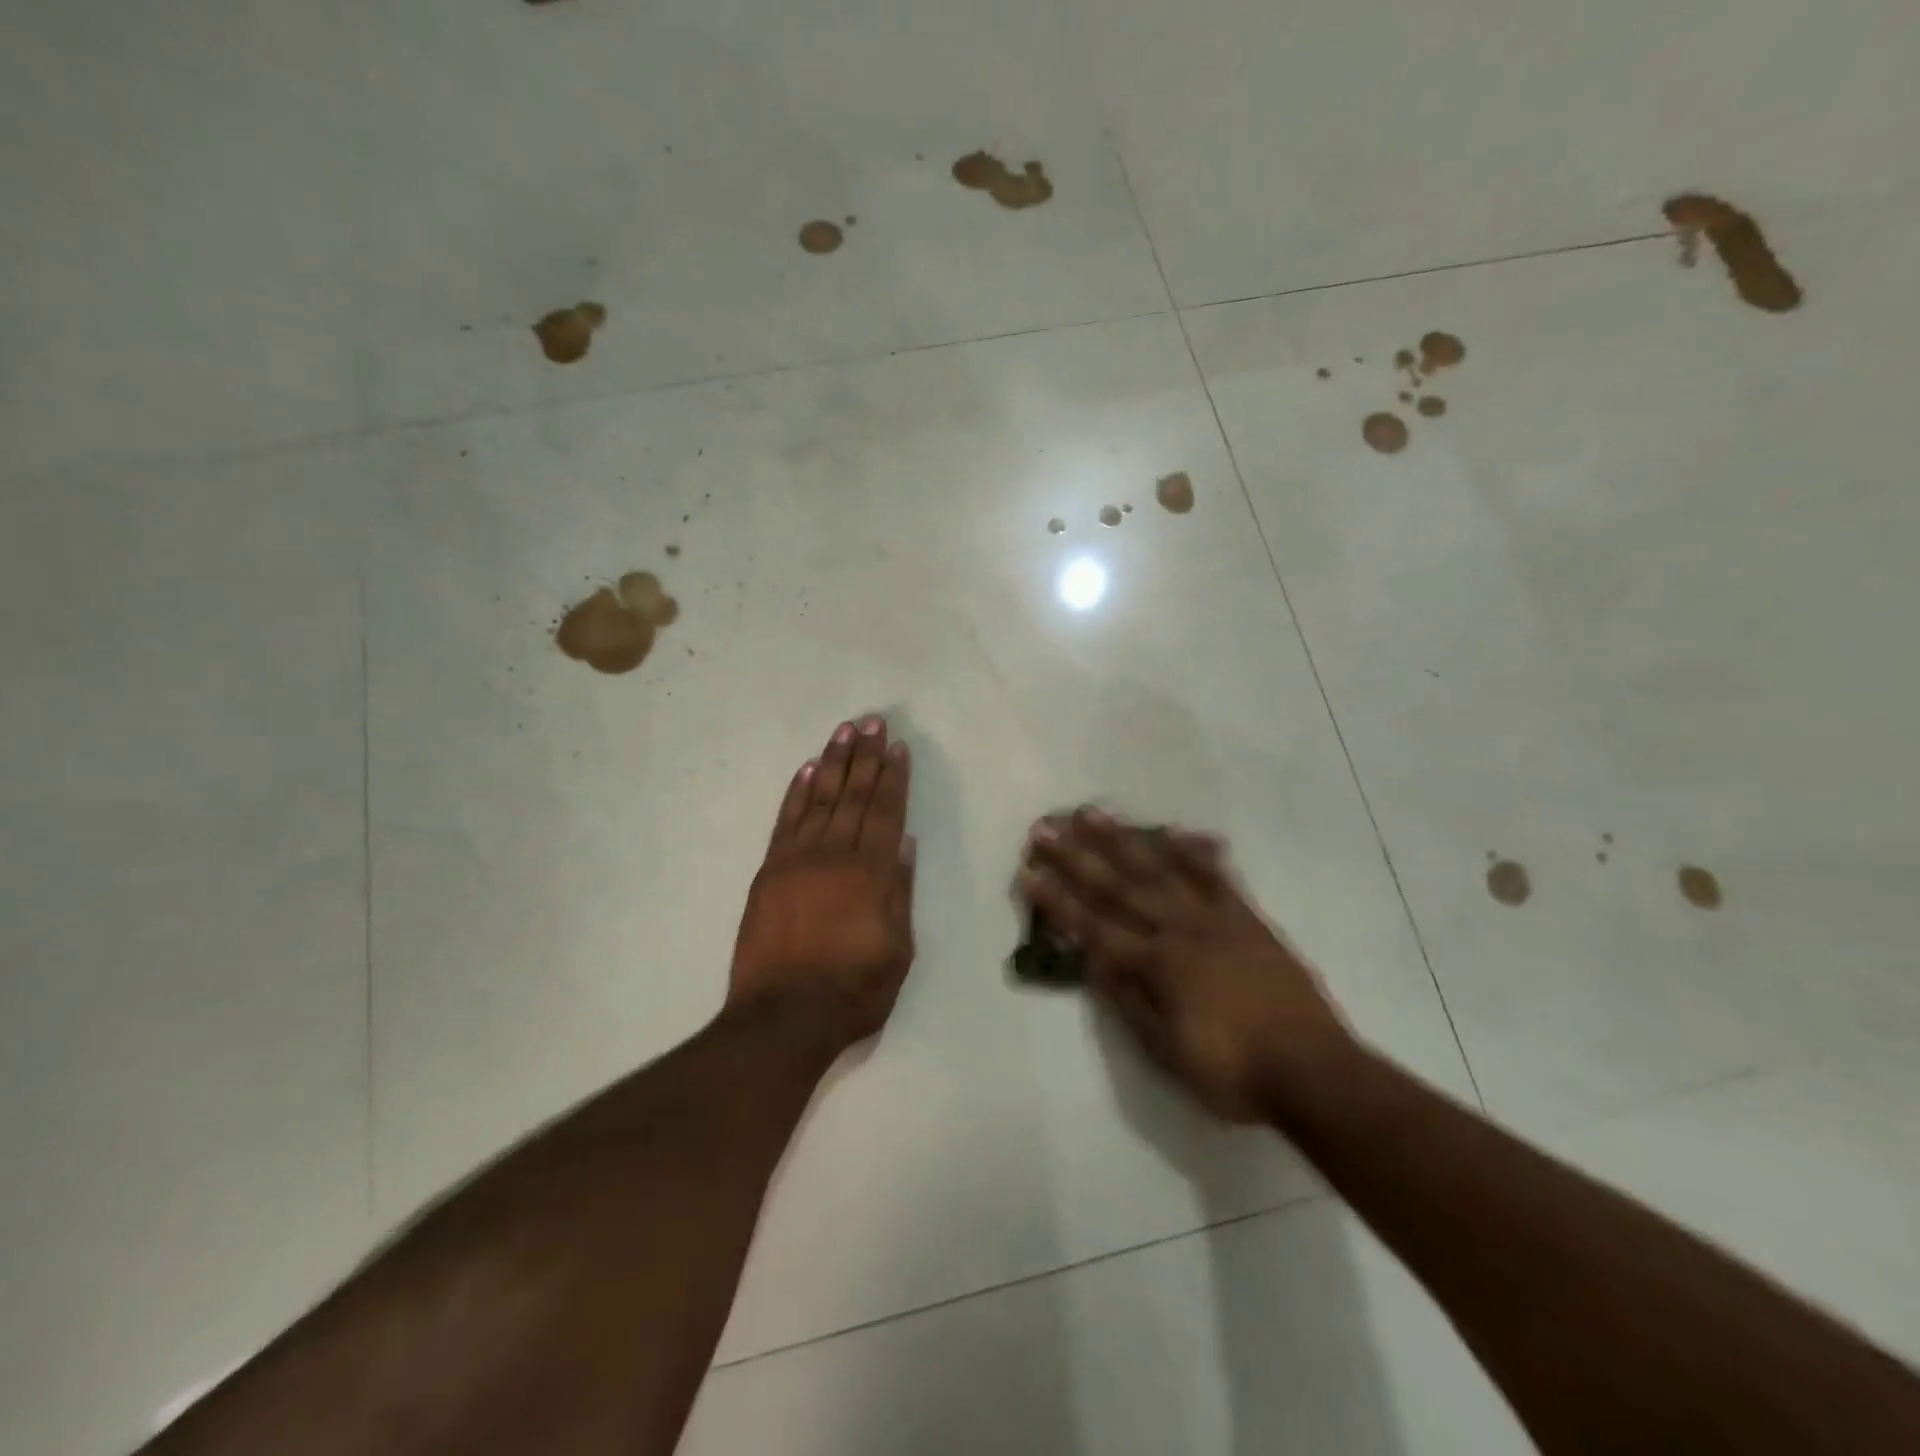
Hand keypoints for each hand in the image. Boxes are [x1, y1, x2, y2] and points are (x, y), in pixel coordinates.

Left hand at [729, 716, 916, 1053]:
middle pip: (853, 795)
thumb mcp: (898, 950)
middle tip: (872, 721)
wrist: (782, 1018)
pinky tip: (806, 771)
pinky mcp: (769, 872)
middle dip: (865, 757)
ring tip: (844, 732)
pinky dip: (796, 793)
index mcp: (871, 873)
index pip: (885, 812)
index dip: (893, 777)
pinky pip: (785, 822)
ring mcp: (796, 860)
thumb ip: (899, 892)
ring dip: (832, 762)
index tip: (897, 747)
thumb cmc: (853, 991)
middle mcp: (834, 855)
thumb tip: (903, 845)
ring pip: (819, 799)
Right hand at [1019, 808, 1348, 1121]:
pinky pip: (1217, 877)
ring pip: (1159, 870)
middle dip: (1076, 857)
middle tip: (1045, 827)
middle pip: (1117, 887)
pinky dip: (1195, 852)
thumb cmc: (1233, 1071)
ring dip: (1122, 839)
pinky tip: (1176, 830)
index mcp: (1156, 965)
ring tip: (1093, 812)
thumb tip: (1093, 963)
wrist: (1314, 1070)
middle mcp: (1178, 931)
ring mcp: (1215, 919)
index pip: (1092, 926)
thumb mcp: (1168, 1053)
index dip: (1057, 900)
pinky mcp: (1247, 918)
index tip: (1028, 872)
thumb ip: (1129, 1003)